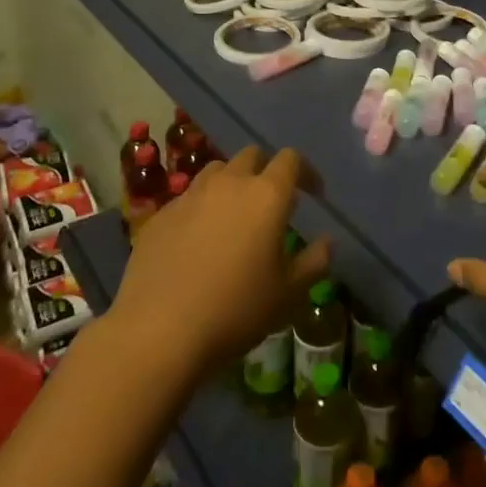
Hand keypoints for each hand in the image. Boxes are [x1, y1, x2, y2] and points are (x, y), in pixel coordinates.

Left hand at [109, 146, 330, 374]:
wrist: (158, 330)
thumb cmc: (235, 310)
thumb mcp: (288, 294)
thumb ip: (314, 262)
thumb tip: (326, 242)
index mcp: (266, 195)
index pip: (291, 160)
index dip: (305, 172)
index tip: (313, 194)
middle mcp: (229, 183)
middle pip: (252, 156)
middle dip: (267, 171)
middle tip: (272, 202)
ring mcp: (190, 195)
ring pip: (218, 171)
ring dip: (232, 184)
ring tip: (235, 215)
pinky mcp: (161, 214)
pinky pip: (189, 198)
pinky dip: (202, 208)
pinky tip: (199, 240)